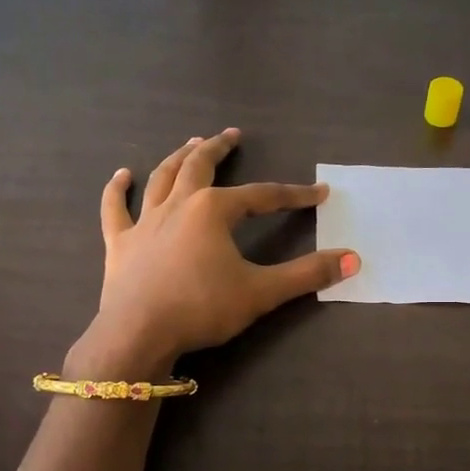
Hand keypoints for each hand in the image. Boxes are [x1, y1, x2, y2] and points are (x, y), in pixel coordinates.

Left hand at [71, 129, 358, 373]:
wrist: (138, 334)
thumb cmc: (202, 308)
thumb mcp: (262, 292)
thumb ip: (308, 275)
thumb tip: (353, 260)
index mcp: (214, 210)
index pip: (263, 196)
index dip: (294, 195)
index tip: (318, 192)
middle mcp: (179, 205)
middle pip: (201, 167)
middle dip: (219, 149)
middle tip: (232, 136)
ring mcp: (145, 222)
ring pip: (162, 178)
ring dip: (178, 158)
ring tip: (190, 144)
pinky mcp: (120, 244)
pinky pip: (116, 209)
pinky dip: (117, 190)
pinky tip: (121, 175)